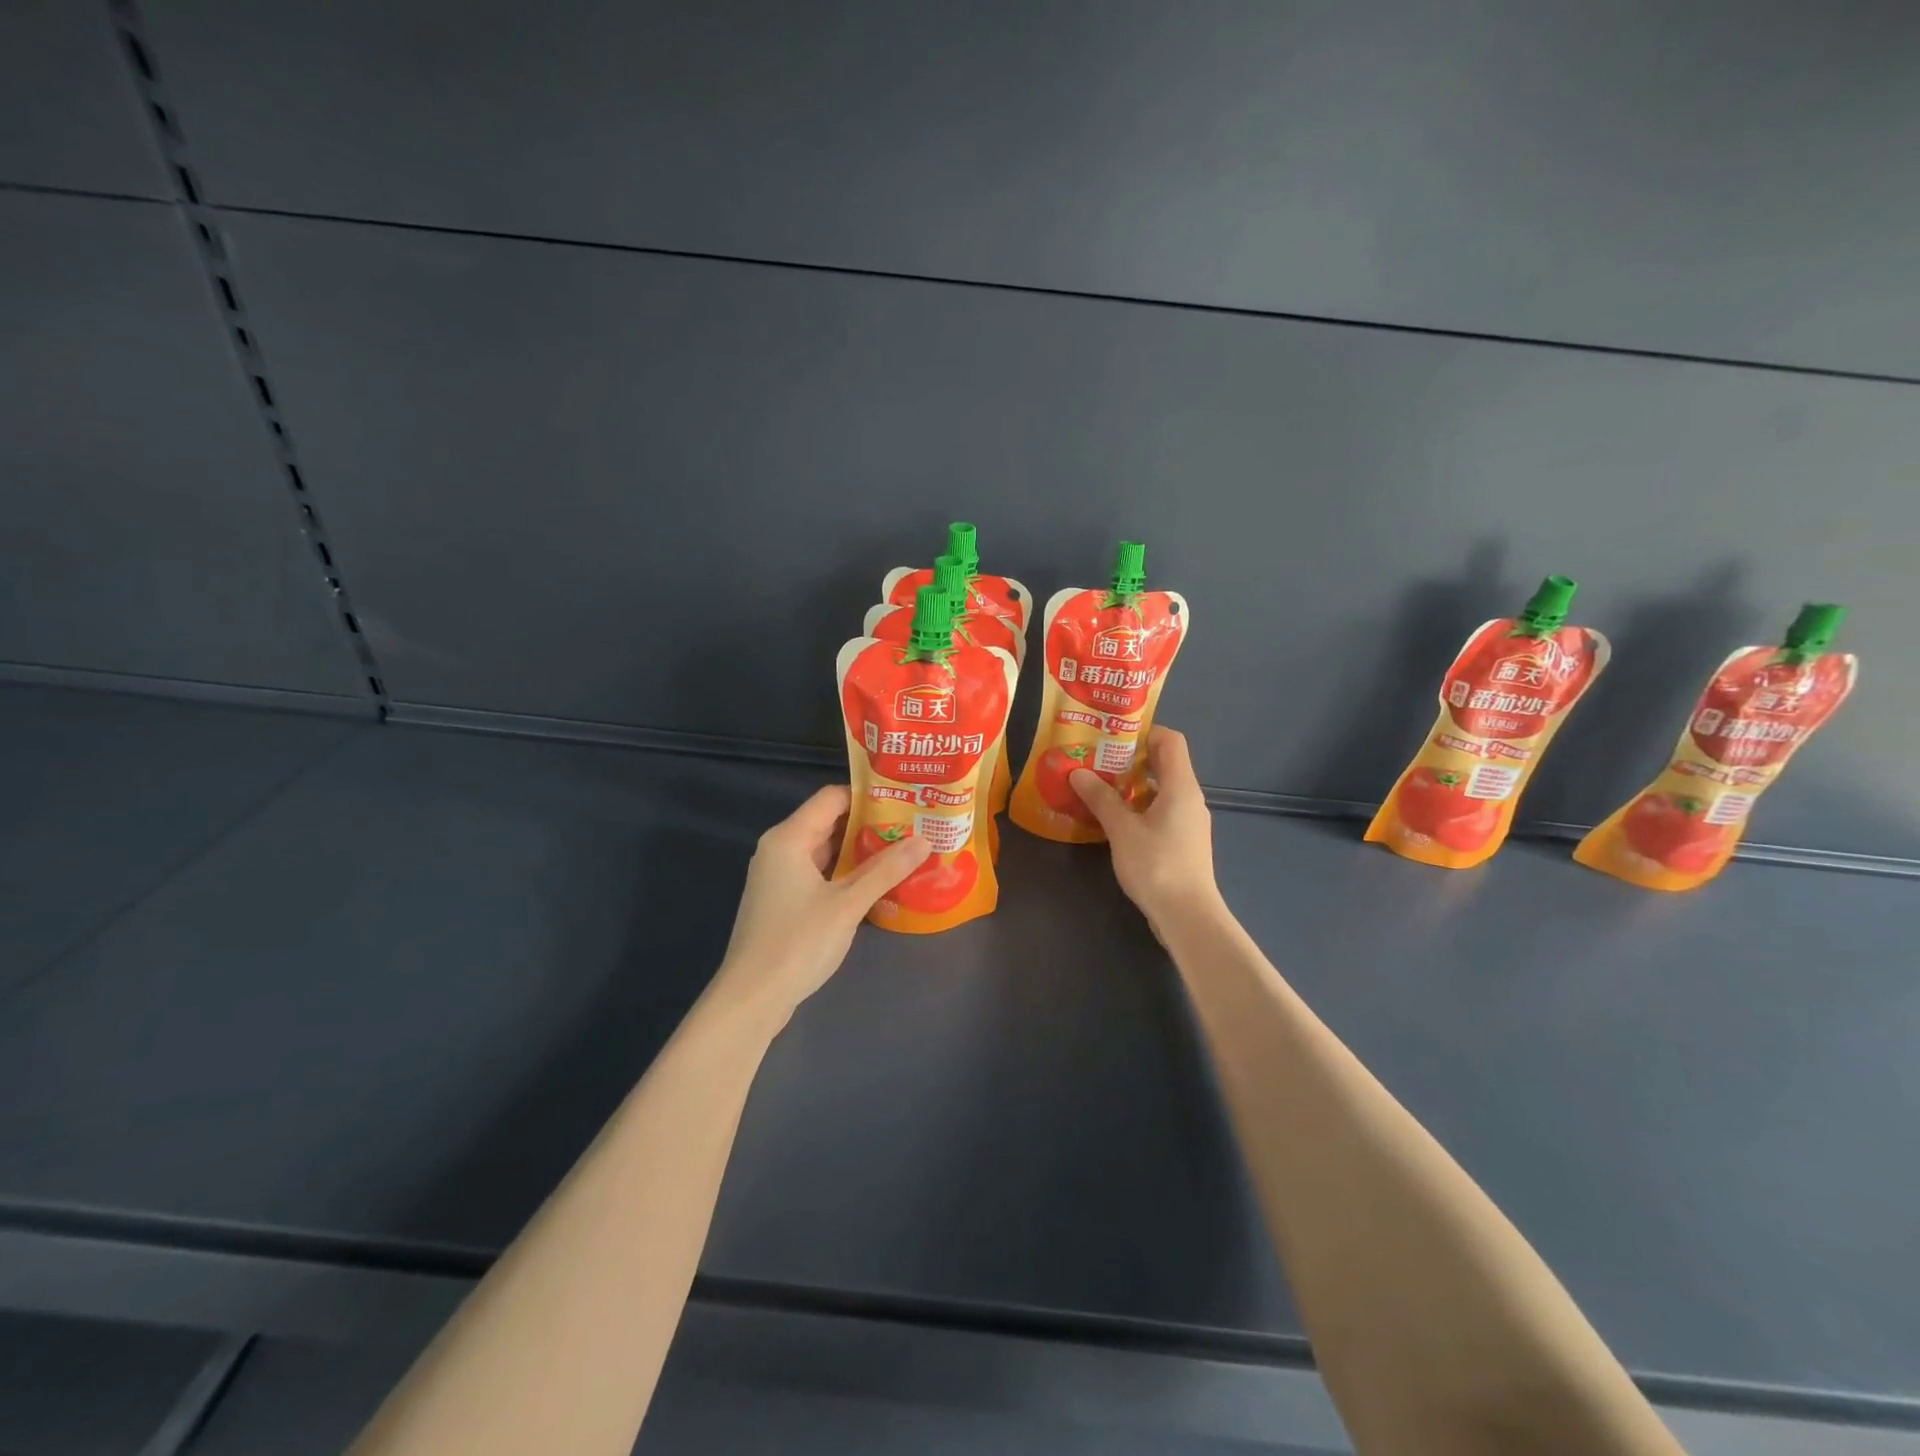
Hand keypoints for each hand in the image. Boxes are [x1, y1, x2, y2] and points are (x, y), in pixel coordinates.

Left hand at [712, 784, 930, 1022]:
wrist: (752, 998)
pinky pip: (818, 873)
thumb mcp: (848, 904)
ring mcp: (778, 877)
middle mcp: (779, 849)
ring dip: (859, 851)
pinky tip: (876, 882)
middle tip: (912, 825)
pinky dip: (845, 873)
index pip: (831, 798)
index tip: (904, 799)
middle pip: (828, 822)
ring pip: (824, 850)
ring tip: (902, 850)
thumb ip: (886, 870)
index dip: (868, 796)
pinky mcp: (782, 901)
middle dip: (869, 824)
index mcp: (788, 838)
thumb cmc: (798, 942)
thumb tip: (924, 840)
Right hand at [1071, 727, 1223, 938]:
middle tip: (1095, 760)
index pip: (1170, 740)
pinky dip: (1137, 808)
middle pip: (1163, 764)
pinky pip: (1159, 813)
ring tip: (1096, 787)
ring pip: (1159, 791)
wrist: (1187, 916)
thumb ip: (1101, 798)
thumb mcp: (1122, 829)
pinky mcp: (1182, 843)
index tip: (1111, 736)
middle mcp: (1189, 798)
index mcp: (1181, 786)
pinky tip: (1111, 820)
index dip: (1143, 731)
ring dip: (1130, 786)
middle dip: (1129, 759)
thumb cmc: (1156, 865)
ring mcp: (1188, 822)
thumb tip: (1078, 772)